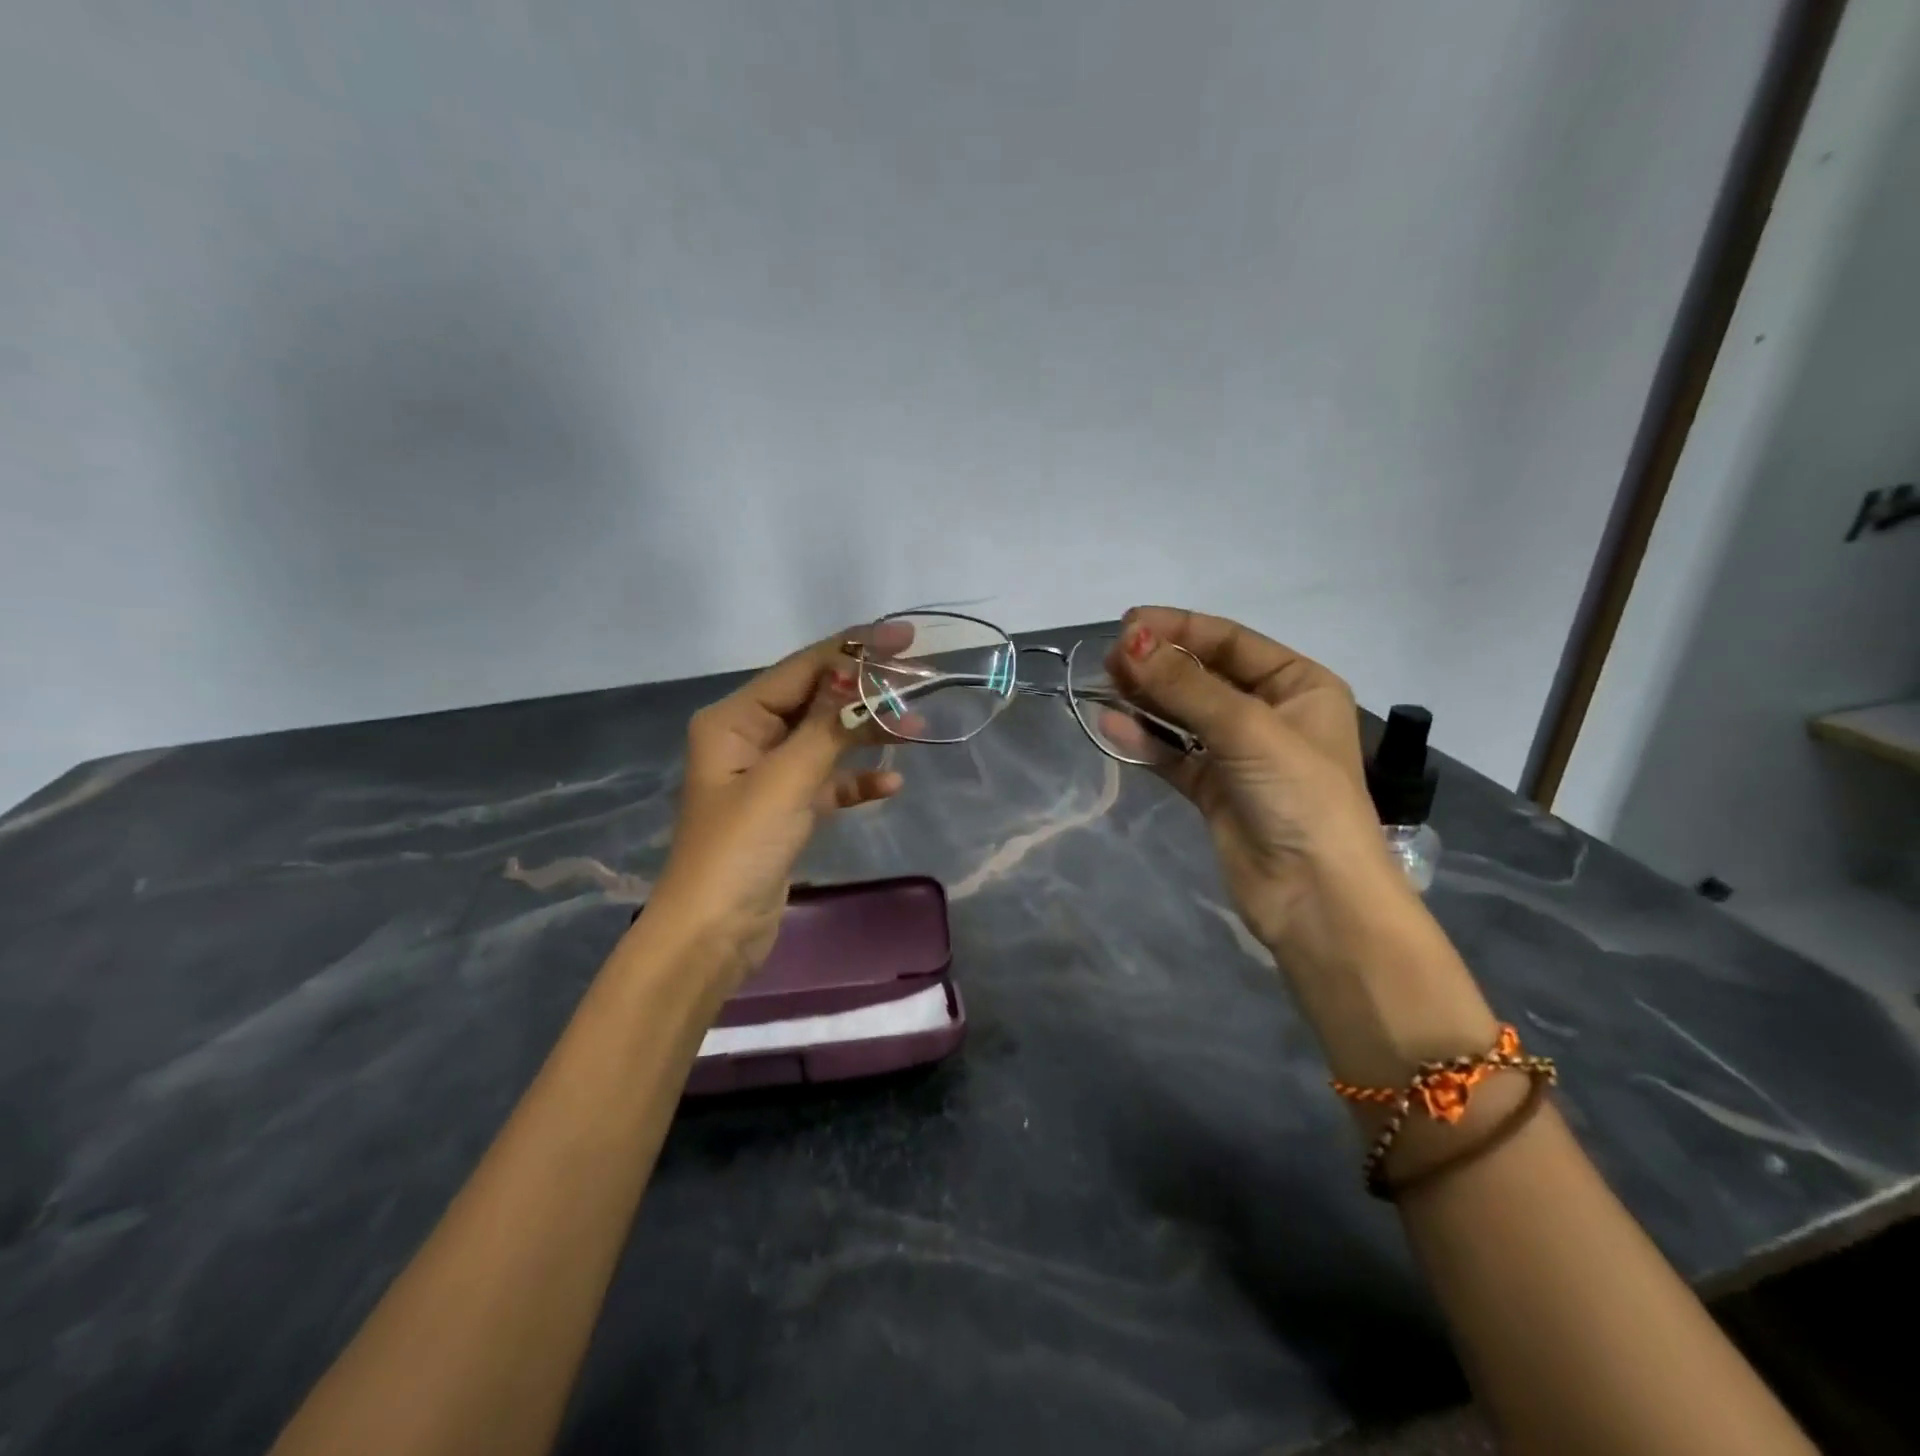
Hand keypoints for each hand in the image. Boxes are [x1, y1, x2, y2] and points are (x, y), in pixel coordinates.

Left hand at [651, 628, 904, 985]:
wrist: (712, 934)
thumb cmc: (739, 848)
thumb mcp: (786, 780)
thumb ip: (828, 728)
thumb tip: (862, 682)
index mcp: (734, 720)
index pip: (802, 670)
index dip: (854, 650)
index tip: (904, 639)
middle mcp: (748, 738)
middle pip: (817, 701)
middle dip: (865, 693)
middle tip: (919, 681)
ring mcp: (768, 776)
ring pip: (826, 741)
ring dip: (867, 736)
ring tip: (916, 729)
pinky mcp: (785, 810)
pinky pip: (827, 782)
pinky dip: (855, 782)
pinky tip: (890, 787)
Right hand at [1101, 606, 1408, 958]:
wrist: (1315, 897)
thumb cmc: (1298, 797)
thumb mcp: (1247, 729)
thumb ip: (1185, 686)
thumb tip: (1130, 642)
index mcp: (1298, 685)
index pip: (1231, 641)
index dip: (1179, 628)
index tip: (1128, 624)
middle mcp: (1270, 713)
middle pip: (1204, 675)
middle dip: (1159, 663)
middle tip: (1110, 657)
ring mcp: (1239, 754)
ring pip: (1184, 714)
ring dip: (1147, 698)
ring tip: (1105, 682)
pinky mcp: (1214, 790)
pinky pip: (1173, 755)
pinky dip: (1145, 740)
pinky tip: (1111, 724)